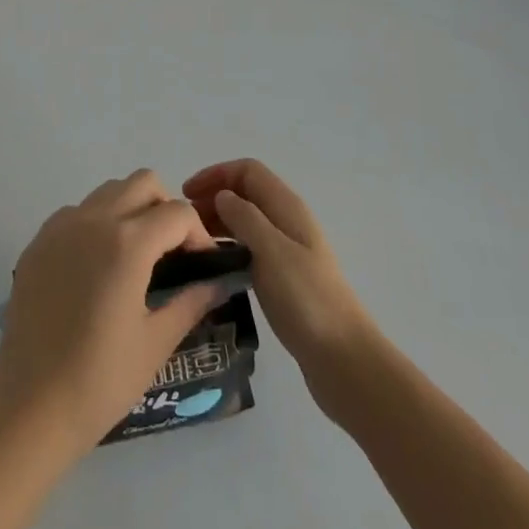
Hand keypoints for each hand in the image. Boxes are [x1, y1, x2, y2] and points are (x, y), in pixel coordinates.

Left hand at [0, 170, 223, 454]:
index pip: (177, 212)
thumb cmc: (100, 381)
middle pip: (143, 183)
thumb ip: (191, 301)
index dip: (198, 234)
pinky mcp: (38, 241)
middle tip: (171, 253)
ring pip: (109, 191)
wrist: (29, 408)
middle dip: (166, 209)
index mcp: (128, 242)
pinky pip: (77, 211)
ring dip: (131, 210)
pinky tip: (97, 268)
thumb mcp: (155, 343)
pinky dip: (97, 223)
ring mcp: (61, 226)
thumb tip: (219, 281)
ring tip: (136, 258)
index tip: (202, 265)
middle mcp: (94, 219)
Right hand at [184, 159, 375, 409]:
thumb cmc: (306, 299)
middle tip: (185, 223)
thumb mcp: (272, 251)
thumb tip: (222, 195)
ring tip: (193, 244)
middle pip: (246, 193)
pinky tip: (215, 267)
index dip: (216, 174)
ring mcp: (288, 250)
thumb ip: (245, 217)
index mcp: (287, 207)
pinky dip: (230, 247)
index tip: (186, 194)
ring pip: (247, 221)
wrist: (343, 358)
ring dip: (219, 222)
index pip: (247, 170)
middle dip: (214, 197)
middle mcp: (287, 221)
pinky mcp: (285, 278)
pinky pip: (251, 248)